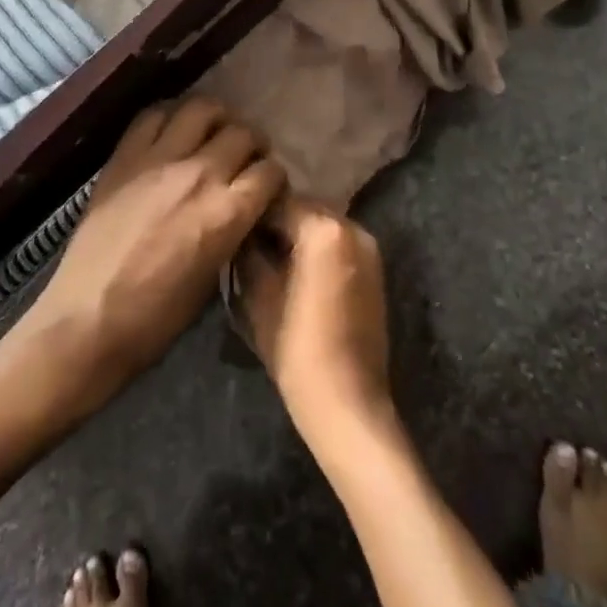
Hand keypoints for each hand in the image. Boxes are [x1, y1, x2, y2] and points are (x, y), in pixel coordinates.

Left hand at [17, 98, 283, 407]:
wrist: (87, 320)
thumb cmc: (156, 318)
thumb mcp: (213, 278)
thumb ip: (233, 231)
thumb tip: (241, 209)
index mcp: (228, 212)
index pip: (270, 171)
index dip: (274, 177)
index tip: (267, 186)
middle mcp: (201, 174)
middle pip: (243, 133)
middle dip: (252, 144)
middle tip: (244, 157)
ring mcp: (160, 159)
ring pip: (202, 109)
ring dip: (217, 118)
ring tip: (212, 132)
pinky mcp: (125, 156)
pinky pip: (153, 115)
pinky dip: (170, 116)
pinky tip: (172, 131)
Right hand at [234, 197, 392, 447]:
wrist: (350, 405)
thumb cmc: (298, 350)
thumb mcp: (260, 298)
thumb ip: (250, 254)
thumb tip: (242, 235)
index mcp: (324, 229)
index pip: (279, 201)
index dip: (252, 212)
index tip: (231, 225)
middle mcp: (352, 227)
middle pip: (304, 208)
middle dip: (276, 220)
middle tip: (246, 240)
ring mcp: (368, 248)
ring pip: (322, 225)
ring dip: (297, 233)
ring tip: (268, 257)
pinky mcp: (375, 269)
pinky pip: (337, 243)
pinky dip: (316, 248)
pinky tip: (294, 271)